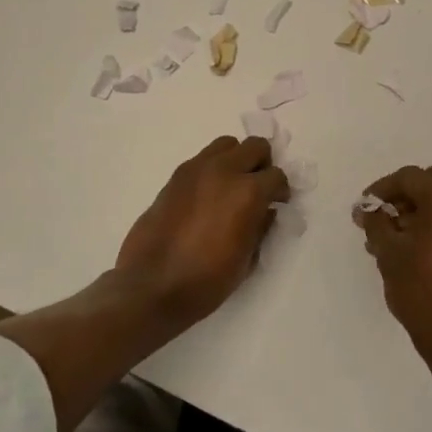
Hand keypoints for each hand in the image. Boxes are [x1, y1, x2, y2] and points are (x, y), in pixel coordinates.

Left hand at [115, 136, 289, 323]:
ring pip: (227, 144)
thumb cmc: (206, 280)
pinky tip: (208, 195)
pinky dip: (213, 168)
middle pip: (255, 146)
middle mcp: (224, 171)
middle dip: (262, 165)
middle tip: (258, 189)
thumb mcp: (246, 259)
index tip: (277, 203)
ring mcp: (196, 170)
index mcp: (247, 192)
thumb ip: (261, 227)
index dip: (281, 191)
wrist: (151, 286)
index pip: (276, 176)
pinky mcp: (175, 176)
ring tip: (232, 186)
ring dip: (236, 160)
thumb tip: (267, 211)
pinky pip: (202, 159)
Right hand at [354, 160, 431, 363]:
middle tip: (389, 212)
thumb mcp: (388, 253)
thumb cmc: (420, 290)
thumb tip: (367, 209)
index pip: (410, 177)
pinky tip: (423, 245)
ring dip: (429, 204)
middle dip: (412, 190)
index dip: (383, 189)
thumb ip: (376, 222)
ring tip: (401, 233)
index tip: (366, 206)